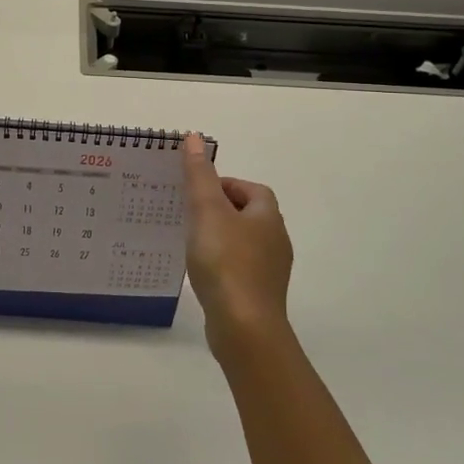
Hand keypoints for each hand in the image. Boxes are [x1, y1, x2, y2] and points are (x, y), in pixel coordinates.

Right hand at [182, 133, 293, 366]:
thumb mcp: (207, 212)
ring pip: (243, 243)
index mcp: (267, 216)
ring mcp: (270, 270)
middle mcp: (276, 240)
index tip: (196, 192)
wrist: (244, 327)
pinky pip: (238, 269)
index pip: (251, 188)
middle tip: (188, 214)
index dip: (225, 185)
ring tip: (189, 242)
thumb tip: (194, 137)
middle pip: (248, 215)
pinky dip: (221, 264)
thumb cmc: (226, 262)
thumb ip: (199, 175)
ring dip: (220, 238)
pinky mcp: (259, 294)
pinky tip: (200, 273)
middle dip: (220, 210)